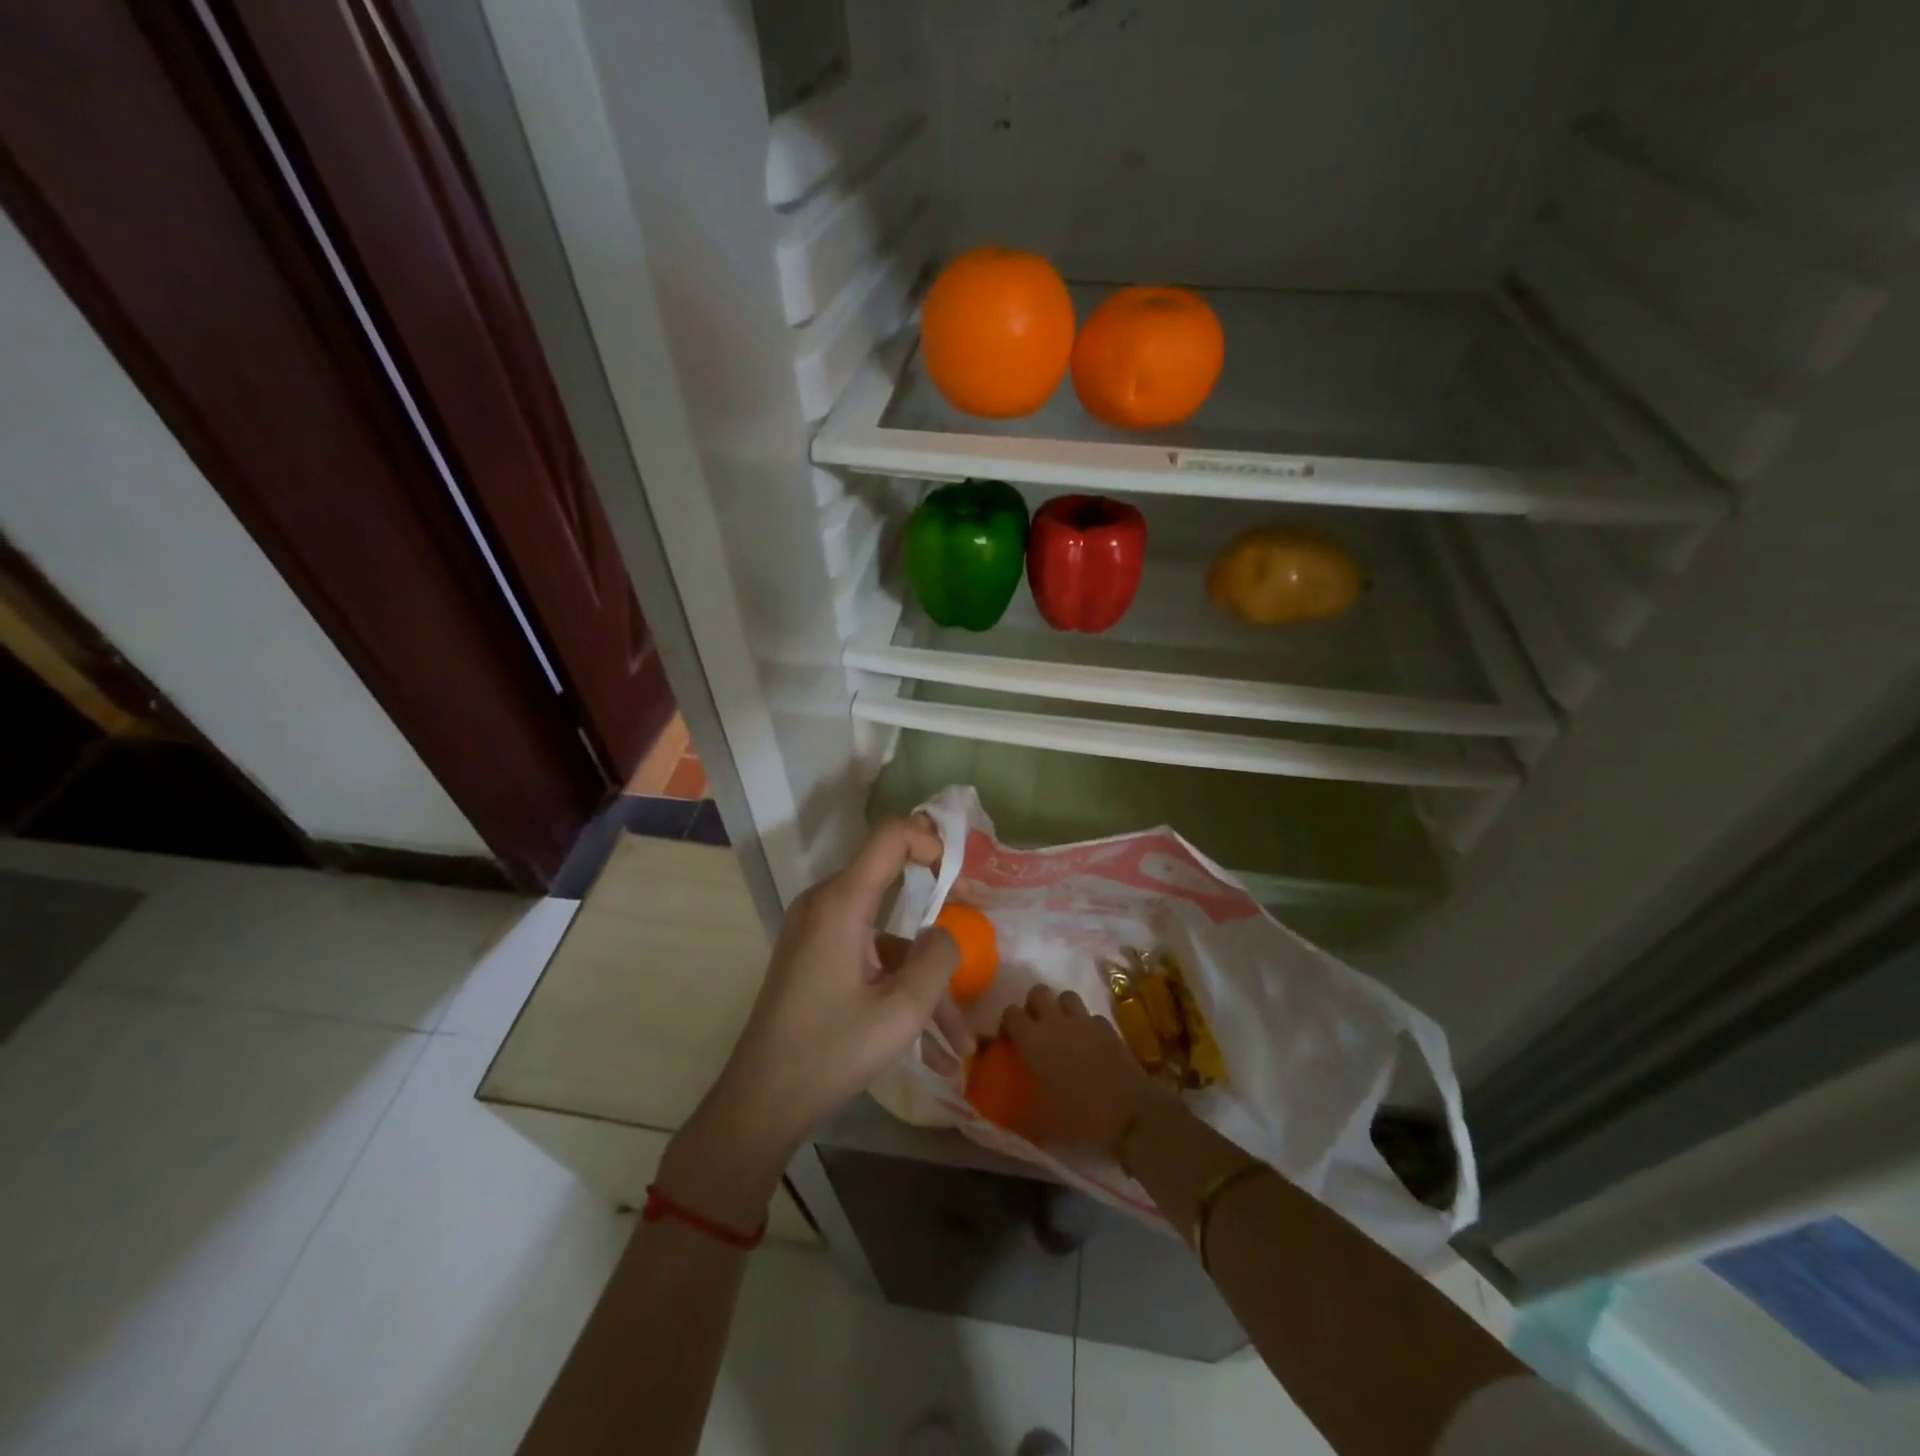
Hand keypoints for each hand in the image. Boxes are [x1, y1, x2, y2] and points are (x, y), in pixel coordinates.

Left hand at [658, 818, 962, 1225]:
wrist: (761, 1103)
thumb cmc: (831, 1052)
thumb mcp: (901, 1010)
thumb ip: (938, 958)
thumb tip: (945, 934)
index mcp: (841, 902)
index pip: (890, 836)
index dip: (930, 841)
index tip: (960, 876)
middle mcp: (825, 905)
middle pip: (895, 894)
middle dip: (938, 934)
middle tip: (972, 956)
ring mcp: (817, 933)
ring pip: (889, 941)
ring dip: (925, 984)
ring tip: (960, 1044)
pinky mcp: (815, 959)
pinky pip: (869, 960)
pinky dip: (898, 991)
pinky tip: (932, 1050)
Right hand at [1002, 985, 1166, 1152]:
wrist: (1130, 1115)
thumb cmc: (1079, 1118)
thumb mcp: (1040, 1125)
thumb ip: (1017, 1114)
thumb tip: (1002, 1113)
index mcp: (1033, 1041)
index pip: (1010, 1013)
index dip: (1007, 1024)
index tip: (1009, 1041)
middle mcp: (1056, 1023)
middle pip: (1038, 992)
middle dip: (1033, 1005)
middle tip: (1035, 1029)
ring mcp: (1085, 1022)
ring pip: (1066, 995)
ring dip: (1060, 1008)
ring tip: (1062, 1030)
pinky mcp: (1108, 1028)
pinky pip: (1091, 1016)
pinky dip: (1087, 1025)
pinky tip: (1090, 1043)